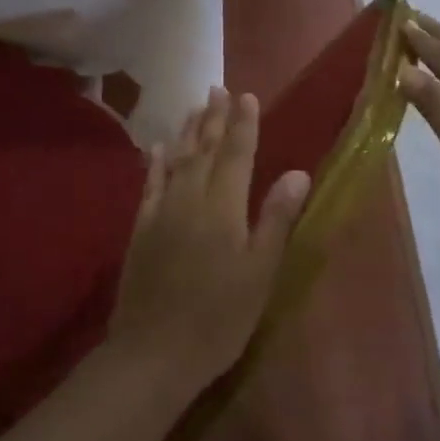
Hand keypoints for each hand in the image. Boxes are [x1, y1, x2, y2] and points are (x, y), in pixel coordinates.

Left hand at [108, 87, 310, 386]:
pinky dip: (157, 162)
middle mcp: (190, 198)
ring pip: (176, 160)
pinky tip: (159, 147)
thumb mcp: (259, 274)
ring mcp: (161, 211)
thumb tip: (298, 172)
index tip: (247, 95)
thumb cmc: (219, 319)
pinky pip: (150, 184)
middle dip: (213, 117)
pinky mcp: (141, 228)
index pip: (236, 154)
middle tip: (218, 88)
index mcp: (223, 207)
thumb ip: (276, 220)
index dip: (243, 124)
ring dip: (188, 131)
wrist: (153, 351)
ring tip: (195, 106)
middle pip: (204, 149)